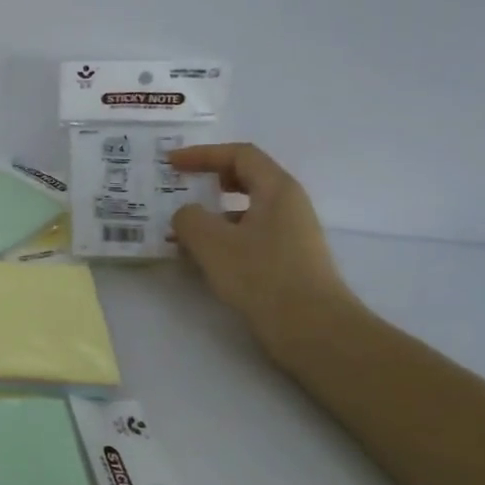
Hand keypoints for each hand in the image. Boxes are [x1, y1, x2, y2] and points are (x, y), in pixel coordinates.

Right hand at [169, 144, 355, 348]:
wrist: (313, 329)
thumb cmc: (263, 276)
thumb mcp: (213, 243)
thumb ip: (189, 219)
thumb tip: (186, 215)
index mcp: (277, 189)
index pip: (239, 154)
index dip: (202, 154)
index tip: (171, 163)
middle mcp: (288, 205)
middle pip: (246, 178)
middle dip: (209, 180)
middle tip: (180, 187)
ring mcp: (291, 234)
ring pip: (246, 210)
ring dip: (213, 214)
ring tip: (183, 230)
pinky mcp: (288, 260)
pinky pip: (250, 236)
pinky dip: (224, 238)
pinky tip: (204, 259)